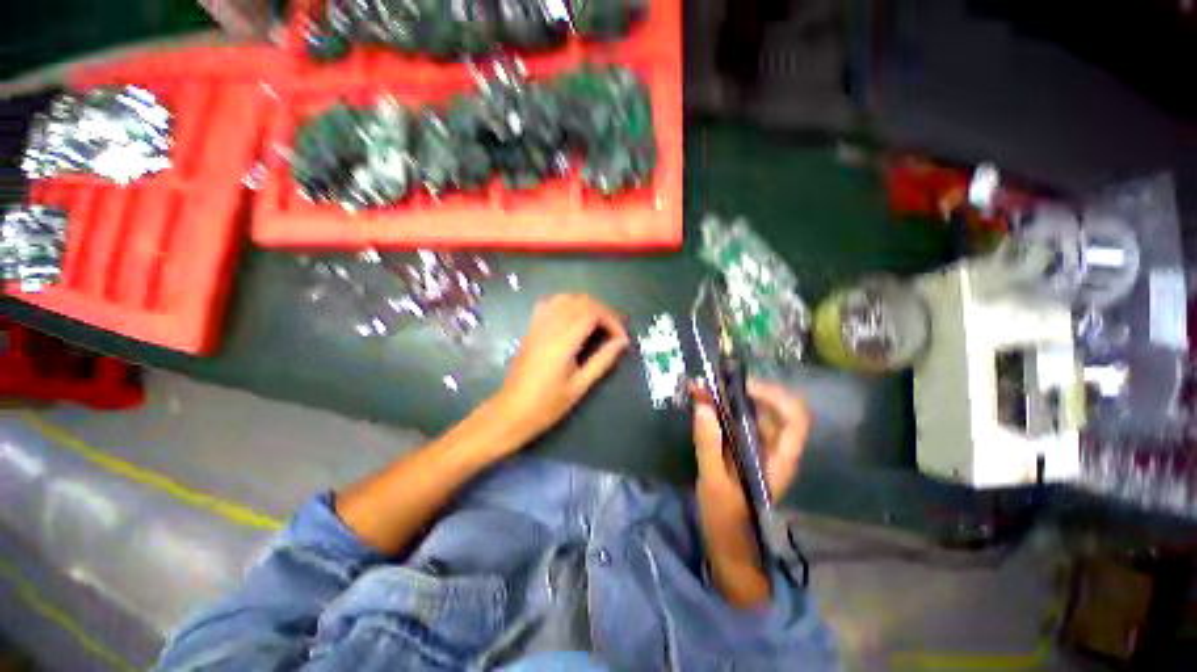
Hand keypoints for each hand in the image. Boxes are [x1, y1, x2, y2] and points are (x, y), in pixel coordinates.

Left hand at [492, 294, 629, 446]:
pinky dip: (567, 304)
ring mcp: (538, 325)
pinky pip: (550, 303)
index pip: (592, 313)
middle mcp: (550, 327)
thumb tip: (622, 342)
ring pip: (566, 298)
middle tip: (615, 329)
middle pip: (581, 301)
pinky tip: (573, 317)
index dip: (612, 320)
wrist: (512, 411)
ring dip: (586, 305)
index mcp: (563, 342)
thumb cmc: (548, 404)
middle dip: (603, 310)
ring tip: (598, 322)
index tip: (622, 338)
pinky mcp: (531, 328)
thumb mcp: (580, 386)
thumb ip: (603, 360)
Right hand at [693, 379, 809, 563]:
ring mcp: (759, 450)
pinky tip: (703, 406)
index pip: (795, 417)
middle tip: (712, 384)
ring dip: (729, 399)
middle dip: (742, 391)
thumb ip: (709, 444)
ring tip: (702, 390)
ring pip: (753, 414)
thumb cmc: (727, 520)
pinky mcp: (744, 452)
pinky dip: (722, 411)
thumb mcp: (714, 482)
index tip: (741, 387)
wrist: (729, 548)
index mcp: (779, 458)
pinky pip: (738, 423)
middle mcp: (775, 449)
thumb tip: (702, 405)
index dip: (774, 396)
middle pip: (771, 409)